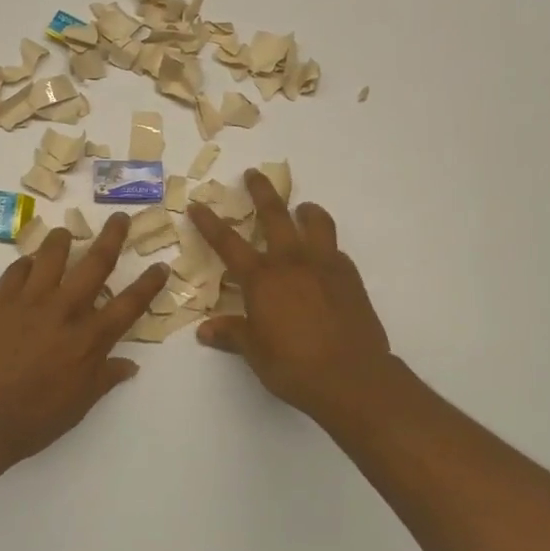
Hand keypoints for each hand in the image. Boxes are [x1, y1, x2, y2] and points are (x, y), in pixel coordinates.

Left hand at [0, 212, 170, 467]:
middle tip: (119, 217)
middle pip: (96, 264)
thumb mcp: (77, 407)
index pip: (129, 304)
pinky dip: (25, 263)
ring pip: (52, 255)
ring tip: (65, 234)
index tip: (160, 265)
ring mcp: (30, 301)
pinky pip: (16, 269)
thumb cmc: (31, 421)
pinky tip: (27, 264)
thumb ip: (104, 379)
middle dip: (112, 237)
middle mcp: (65, 311)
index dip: (148, 284)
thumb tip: (130, 365)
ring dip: (62, 240)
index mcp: (90, 340)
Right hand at [189, 171, 394, 420]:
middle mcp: (291, 261)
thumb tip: (205, 331)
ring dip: (305, 210)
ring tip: (303, 209)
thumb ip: (232, 334)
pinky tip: (324, 258)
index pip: (227, 242)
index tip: (197, 204)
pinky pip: (335, 249)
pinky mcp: (349, 276)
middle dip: (261, 191)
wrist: (351, 376)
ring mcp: (324, 264)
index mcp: (262, 278)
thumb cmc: (294, 366)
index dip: (209, 222)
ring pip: (315, 221)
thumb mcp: (255, 352)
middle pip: (274, 214)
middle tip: (253, 174)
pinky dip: (326, 246)